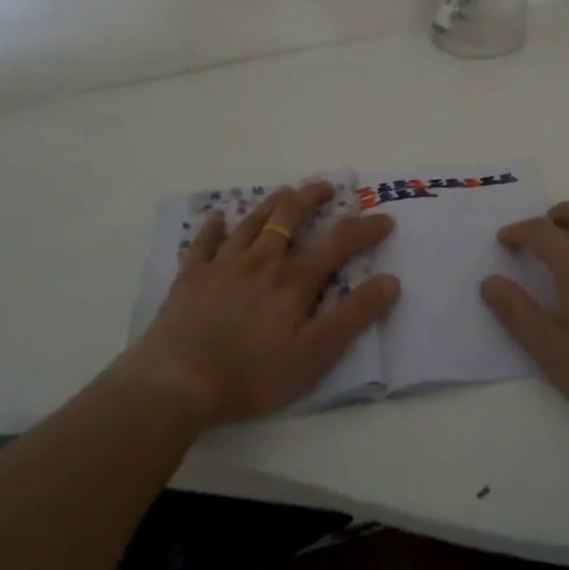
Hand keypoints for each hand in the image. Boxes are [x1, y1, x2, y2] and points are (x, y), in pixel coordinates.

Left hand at [120, 183, 398, 427]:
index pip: (339, 243)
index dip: (366, 228)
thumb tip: (391, 281)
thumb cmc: (251, 374)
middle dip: (312, 197)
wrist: (176, 383)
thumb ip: (353, 316)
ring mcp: (223, 265)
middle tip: (326, 186)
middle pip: (290, 216)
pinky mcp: (191, 277)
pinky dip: (213, 227)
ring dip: (272, 203)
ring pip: (252, 221)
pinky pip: (204, 242)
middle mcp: (262, 261)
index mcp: (294, 280)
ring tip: (285, 192)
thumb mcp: (314, 355)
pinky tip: (217, 217)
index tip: (385, 219)